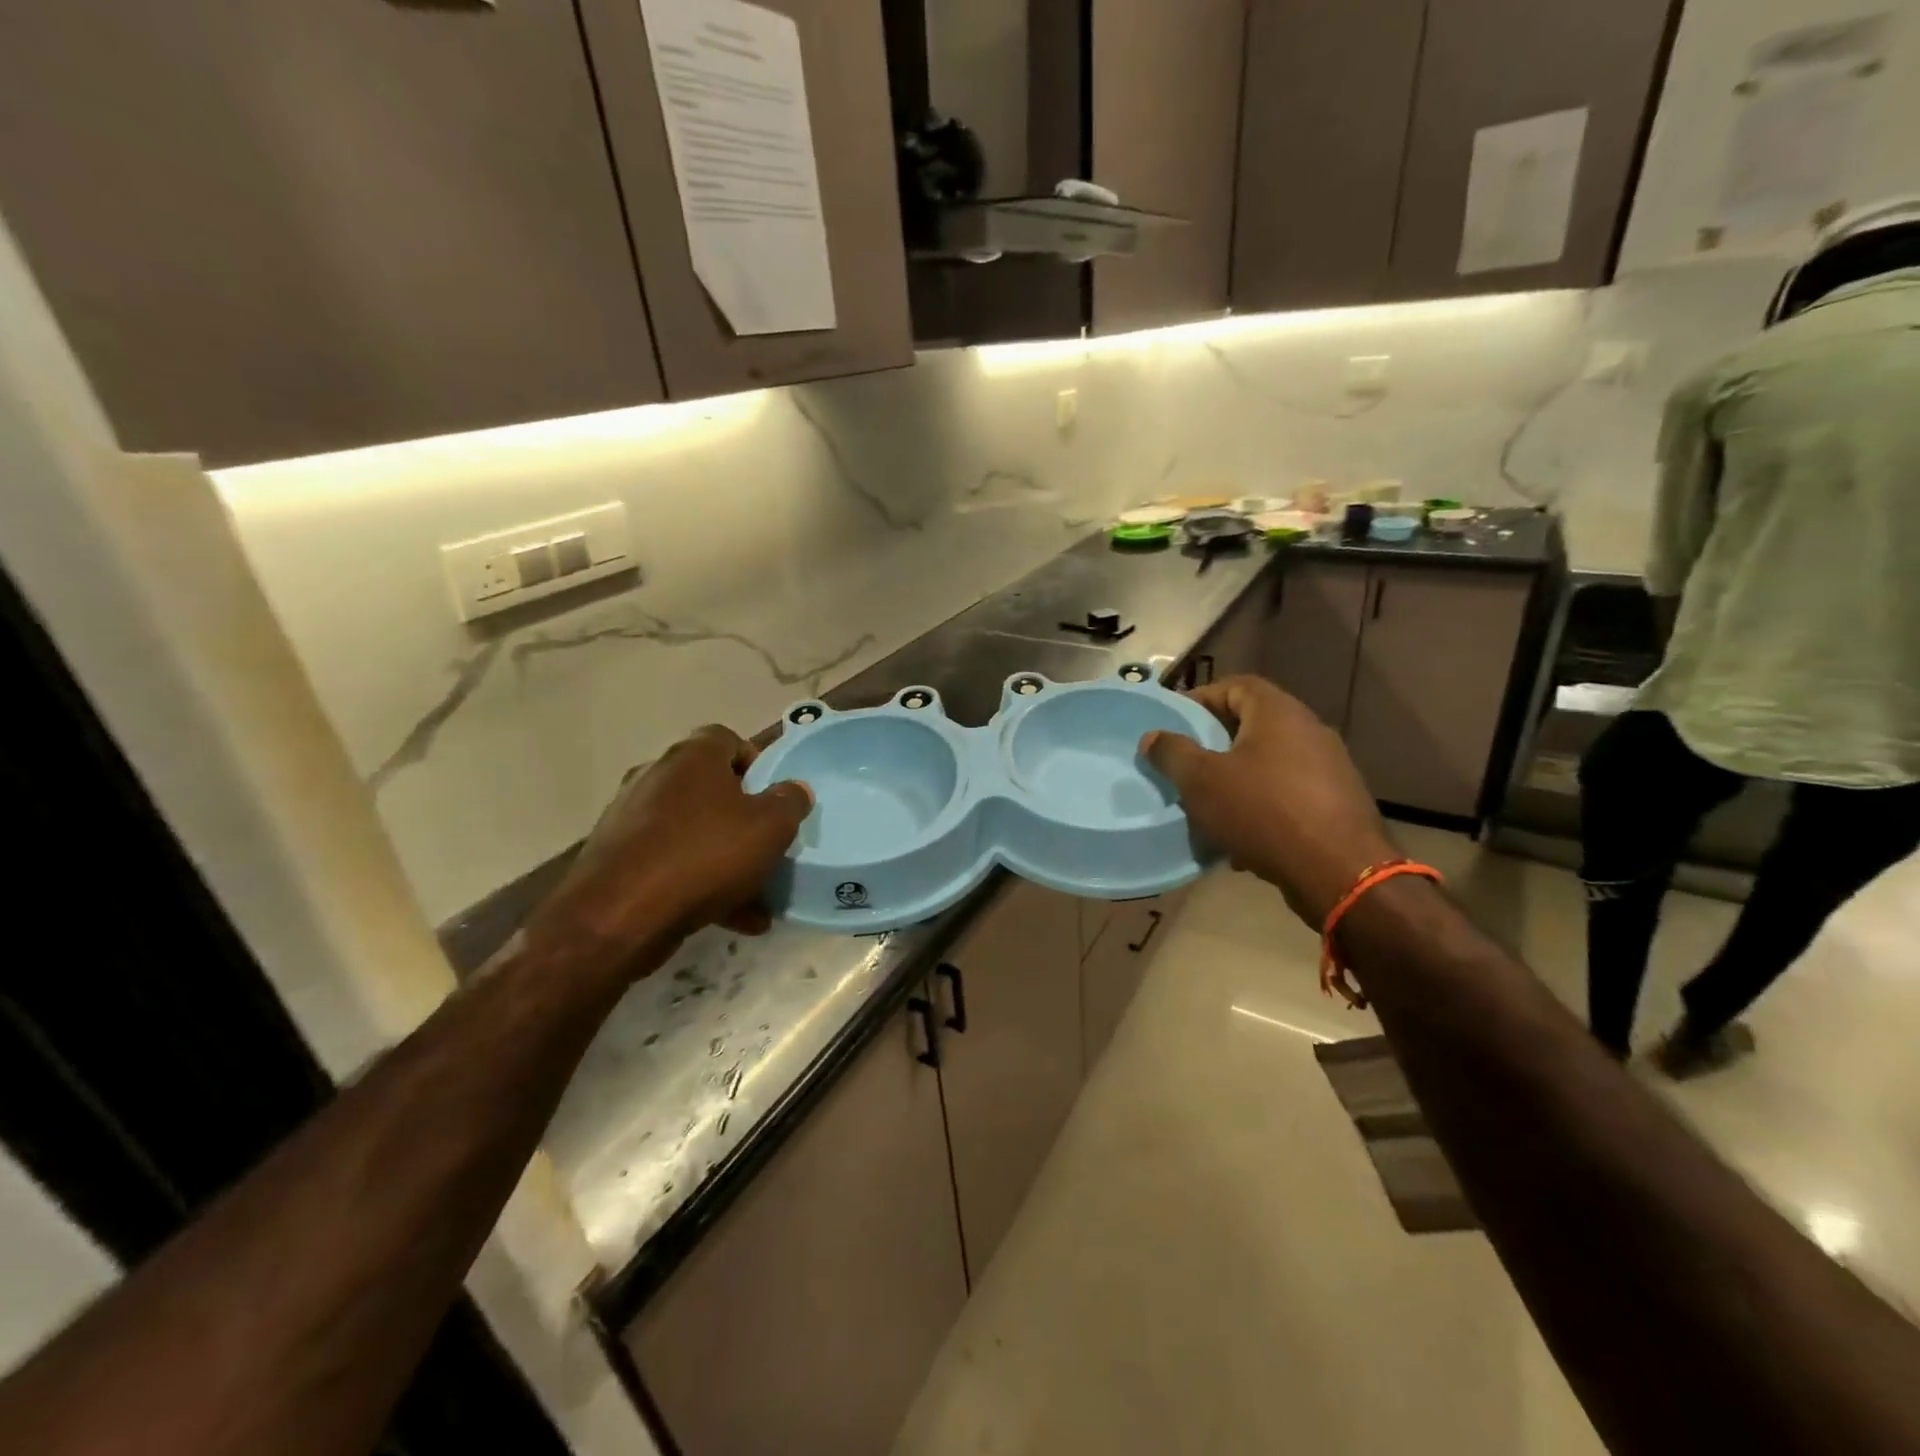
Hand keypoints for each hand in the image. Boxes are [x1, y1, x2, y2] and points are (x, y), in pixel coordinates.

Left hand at [522, 725, 811, 982]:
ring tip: (756, 896)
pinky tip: (730, 918)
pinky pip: (670, 864)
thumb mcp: (770, 827)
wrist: (617, 916)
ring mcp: (629, 818)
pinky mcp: (616, 859)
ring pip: (692, 832)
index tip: (774, 796)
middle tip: (766, 844)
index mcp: (692, 757)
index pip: (728, 739)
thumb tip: (795, 790)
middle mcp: (655, 776)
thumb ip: (790, 802)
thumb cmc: (704, 855)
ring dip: (724, 858)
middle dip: (742, 818)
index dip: (756, 763)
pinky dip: (698, 884)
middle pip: (710, 788)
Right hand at [1141, 676, 1397, 927]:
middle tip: (1185, 765)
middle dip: (1215, 745)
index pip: (1235, 686)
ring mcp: (1329, 768)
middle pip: (1252, 725)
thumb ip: (1172, 753)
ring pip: (1269, 764)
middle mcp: (1309, 731)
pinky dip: (1261, 808)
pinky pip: (1287, 795)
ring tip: (1208, 806)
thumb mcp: (1201, 780)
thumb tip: (1152, 736)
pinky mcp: (1337, 804)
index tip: (1173, 723)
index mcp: (1278, 713)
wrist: (1338, 871)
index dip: (1201, 699)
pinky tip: (1241, 839)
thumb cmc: (1263, 812)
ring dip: (1236, 780)